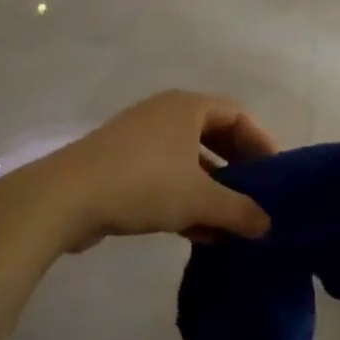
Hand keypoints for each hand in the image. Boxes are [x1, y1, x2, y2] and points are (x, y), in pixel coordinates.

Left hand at [30, 90, 277, 250]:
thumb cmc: (144, 183)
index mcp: (187, 107)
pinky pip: (165, 176)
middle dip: (236, 168)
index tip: (274, 173)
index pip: (237, 114)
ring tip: (230, 223)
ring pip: (188, 160)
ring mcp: (139, 139)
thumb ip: (239, 211)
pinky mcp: (120, 165)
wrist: (65, 198)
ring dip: (211, 190)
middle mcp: (164, 114)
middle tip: (256, 197)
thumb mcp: (200, 200)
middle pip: (213, 136)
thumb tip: (268, 225)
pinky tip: (198, 233)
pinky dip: (184, 198)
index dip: (260, 141)